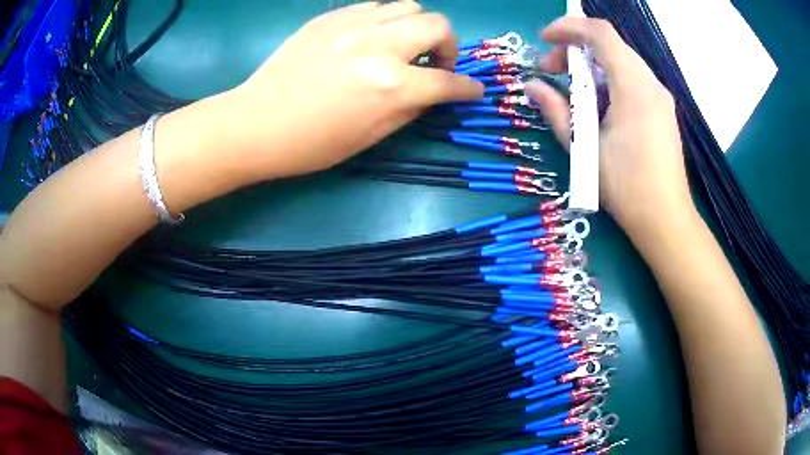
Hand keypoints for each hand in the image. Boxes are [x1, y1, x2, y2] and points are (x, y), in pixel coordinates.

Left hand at [225, 1, 483, 179]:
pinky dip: (384, 21)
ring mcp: (352, 25)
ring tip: (401, 47)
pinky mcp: (329, 18)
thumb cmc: (312, 143)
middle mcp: (378, 45)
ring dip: (416, 27)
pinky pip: (374, 7)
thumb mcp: (371, 136)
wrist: (256, 124)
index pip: (447, 81)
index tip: (473, 89)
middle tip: (433, 64)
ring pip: (408, 6)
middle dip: (447, 46)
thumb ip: (410, 109)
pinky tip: (370, 39)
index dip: (467, 88)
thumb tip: (431, 92)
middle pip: (437, 24)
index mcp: (390, 85)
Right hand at [526, 17, 692, 235]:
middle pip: (610, 46)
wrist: (665, 220)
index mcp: (634, 87)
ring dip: (591, 68)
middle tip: (550, 72)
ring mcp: (660, 97)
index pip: (600, 33)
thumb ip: (556, 110)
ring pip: (620, 63)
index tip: (544, 39)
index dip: (568, 28)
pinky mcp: (662, 110)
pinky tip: (596, 107)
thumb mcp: (584, 148)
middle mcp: (651, 83)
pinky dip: (608, 82)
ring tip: (571, 93)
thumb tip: (532, 86)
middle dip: (575, 50)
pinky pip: (631, 81)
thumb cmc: (626, 187)